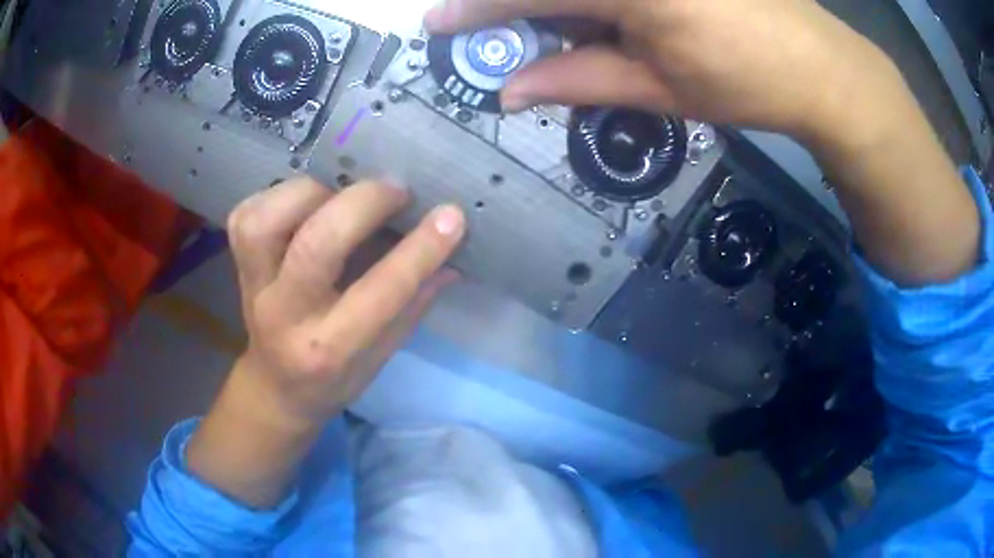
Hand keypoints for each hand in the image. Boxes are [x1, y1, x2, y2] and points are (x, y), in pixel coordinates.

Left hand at [187, 178, 464, 506]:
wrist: (275, 387)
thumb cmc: (336, 377)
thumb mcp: (382, 355)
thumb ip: (414, 303)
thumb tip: (452, 254)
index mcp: (330, 349)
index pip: (379, 293)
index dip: (419, 250)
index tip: (451, 216)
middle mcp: (285, 316)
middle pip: (315, 245)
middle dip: (363, 205)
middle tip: (396, 191)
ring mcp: (252, 286)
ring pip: (266, 221)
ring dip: (311, 193)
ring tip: (341, 193)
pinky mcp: (236, 264)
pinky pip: (246, 215)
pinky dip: (276, 196)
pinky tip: (304, 201)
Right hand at [427, 0, 979, 285]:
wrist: (822, 68)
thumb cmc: (749, 84)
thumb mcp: (661, 91)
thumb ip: (579, 81)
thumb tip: (510, 92)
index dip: (478, 10)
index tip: (438, 24)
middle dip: (514, 3)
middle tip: (497, 26)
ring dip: (557, 3)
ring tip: (562, 28)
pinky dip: (588, 2)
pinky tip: (594, 18)